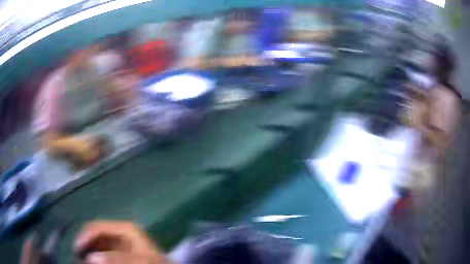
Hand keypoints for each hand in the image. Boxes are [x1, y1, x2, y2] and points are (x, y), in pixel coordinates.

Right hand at [74, 221, 169, 263]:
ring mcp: (120, 242)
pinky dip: (98, 256)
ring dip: (90, 252)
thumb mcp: (138, 260)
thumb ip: (115, 259)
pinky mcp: (121, 251)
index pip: (97, 227)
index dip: (84, 237)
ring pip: (98, 244)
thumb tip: (90, 258)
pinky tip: (94, 260)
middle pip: (96, 236)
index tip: (76, 250)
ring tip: (83, 259)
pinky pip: (104, 251)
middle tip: (78, 257)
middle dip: (86, 246)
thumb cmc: (154, 263)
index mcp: (124, 228)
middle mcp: (120, 232)